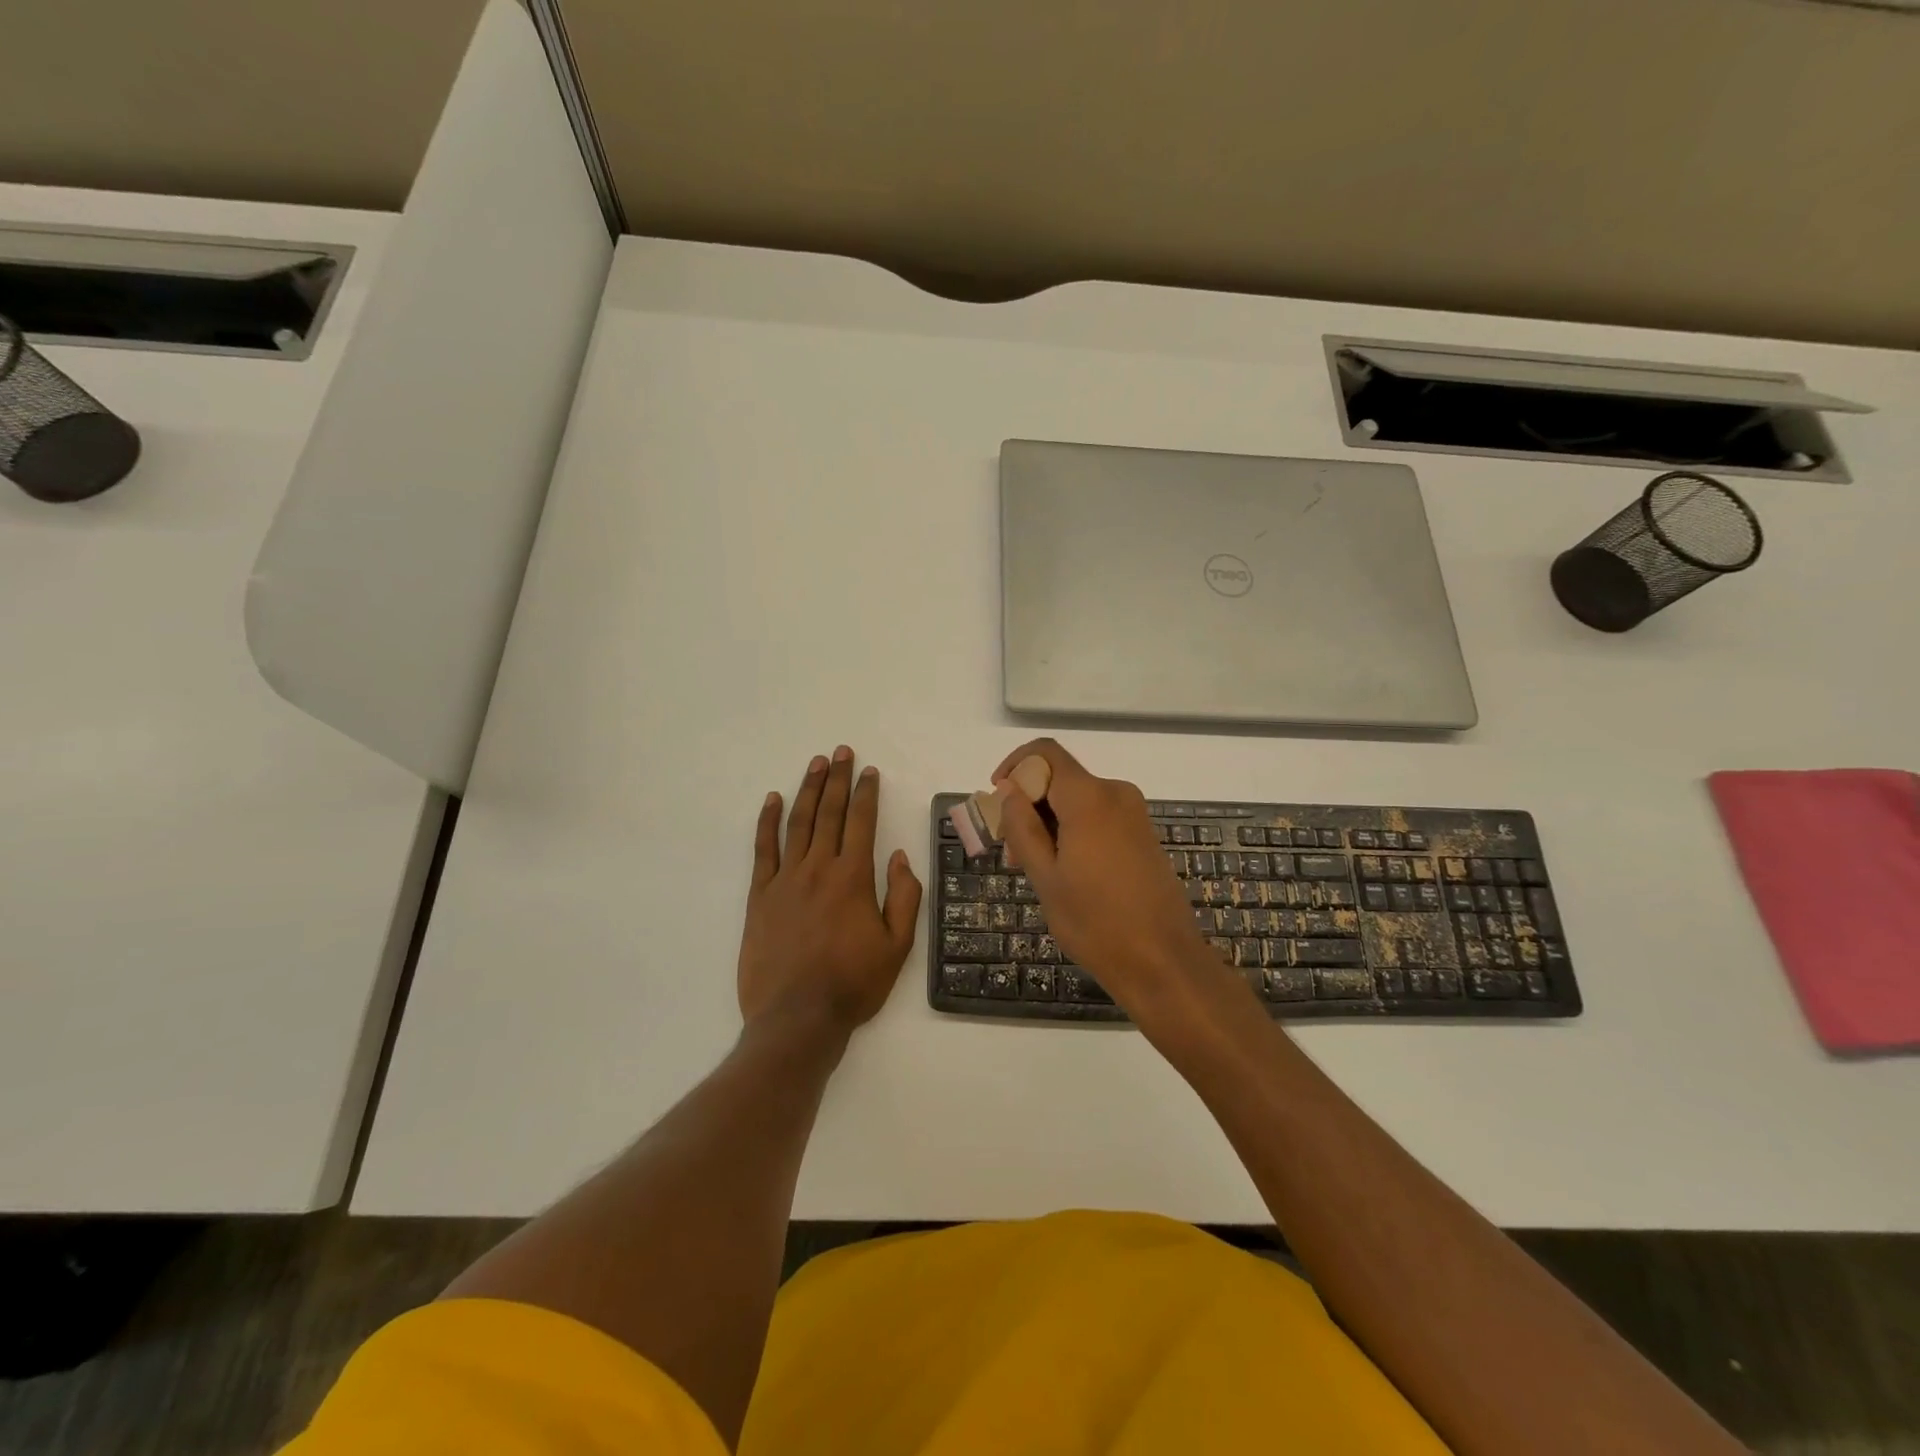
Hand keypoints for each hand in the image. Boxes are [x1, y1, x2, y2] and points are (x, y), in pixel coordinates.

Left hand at [738, 746, 922, 1033]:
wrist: (797, 1018)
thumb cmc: (853, 984)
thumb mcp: (897, 946)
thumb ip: (903, 896)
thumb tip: (898, 855)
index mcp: (854, 878)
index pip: (862, 822)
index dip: (865, 793)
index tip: (868, 771)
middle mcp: (819, 868)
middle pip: (829, 812)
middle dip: (837, 779)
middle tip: (840, 752)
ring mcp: (785, 879)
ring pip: (798, 823)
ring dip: (808, 790)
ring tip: (815, 763)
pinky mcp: (760, 895)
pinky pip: (763, 849)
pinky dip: (767, 821)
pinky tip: (773, 799)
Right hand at [994, 739, 1226, 1018]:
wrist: (1163, 962)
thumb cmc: (1095, 922)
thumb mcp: (1045, 876)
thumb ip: (1022, 827)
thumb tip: (1009, 790)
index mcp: (1089, 797)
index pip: (1044, 753)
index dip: (1014, 767)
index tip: (997, 801)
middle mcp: (1115, 793)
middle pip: (1059, 778)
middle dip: (1028, 805)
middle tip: (1010, 852)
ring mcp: (1133, 814)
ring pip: (1077, 800)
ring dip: (1048, 823)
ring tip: (1033, 870)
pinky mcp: (1142, 834)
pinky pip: (1097, 816)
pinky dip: (1073, 831)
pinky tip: (1064, 872)